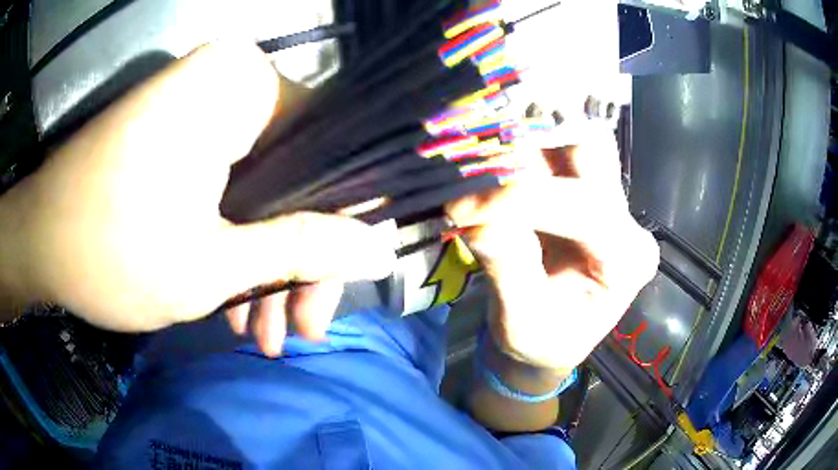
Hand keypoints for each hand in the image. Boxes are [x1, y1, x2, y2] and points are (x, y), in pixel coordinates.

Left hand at [0, 42, 394, 351]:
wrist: (37, 241)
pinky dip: (234, 243)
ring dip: (264, 264)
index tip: (342, 282)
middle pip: (296, 175)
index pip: (330, 150)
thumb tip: (379, 249)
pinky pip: (229, 187)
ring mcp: (202, 106)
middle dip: (299, 259)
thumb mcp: (211, 265)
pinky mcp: (179, 133)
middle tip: (300, 328)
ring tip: (264, 335)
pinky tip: (237, 306)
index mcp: (242, 87)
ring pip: (262, 188)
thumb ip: (302, 251)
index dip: (344, 223)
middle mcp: (230, 82)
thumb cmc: (108, 251)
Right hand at [447, 125, 658, 372]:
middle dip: (539, 144)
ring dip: (525, 141)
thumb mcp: (523, 324)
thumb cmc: (545, 341)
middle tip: (485, 153)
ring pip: (571, 142)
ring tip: (480, 156)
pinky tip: (487, 161)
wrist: (551, 338)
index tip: (463, 208)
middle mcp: (625, 221)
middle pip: (594, 152)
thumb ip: (508, 272)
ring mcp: (606, 200)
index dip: (523, 200)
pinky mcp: (579, 191)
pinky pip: (550, 153)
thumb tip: (477, 220)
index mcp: (627, 260)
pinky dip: (516, 150)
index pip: (585, 208)